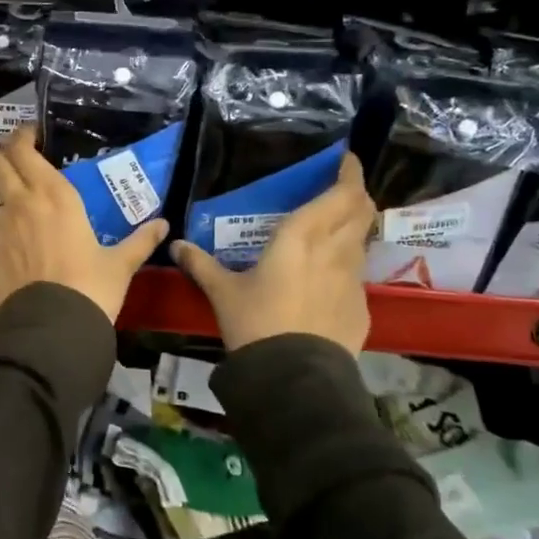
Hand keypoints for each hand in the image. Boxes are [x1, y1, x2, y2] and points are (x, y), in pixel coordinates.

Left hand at [0, 126, 168, 323]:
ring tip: (27, 205)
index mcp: (53, 195)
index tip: (31, 134)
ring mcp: (1, 230)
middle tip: (21, 158)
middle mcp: (21, 204)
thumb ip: (140, 240)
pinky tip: (24, 249)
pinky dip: (8, 233)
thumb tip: (164, 226)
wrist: (52, 329)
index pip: (24, 151)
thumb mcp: (121, 263)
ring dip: (6, 194)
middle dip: (5, 155)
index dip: (23, 137)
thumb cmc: (91, 287)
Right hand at [171, 152, 374, 352]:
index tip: (346, 160)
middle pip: (361, 211)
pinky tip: (328, 277)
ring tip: (335, 228)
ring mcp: (352, 281)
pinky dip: (347, 263)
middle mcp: (334, 251)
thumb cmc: (256, 322)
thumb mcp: (222, 292)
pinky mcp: (360, 308)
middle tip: (342, 187)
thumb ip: (201, 265)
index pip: (340, 195)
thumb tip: (176, 245)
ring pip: (362, 241)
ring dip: (354, 228)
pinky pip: (357, 274)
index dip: (349, 174)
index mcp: (302, 237)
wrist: (294, 377)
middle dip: (357, 194)